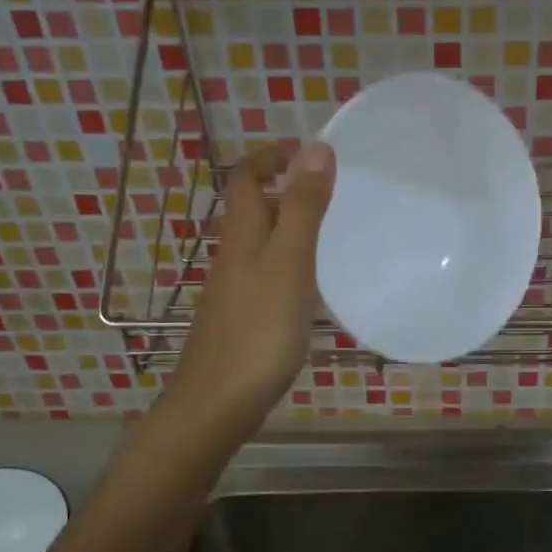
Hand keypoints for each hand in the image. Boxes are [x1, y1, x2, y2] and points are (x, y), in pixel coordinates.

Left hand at [166, 141, 334, 439]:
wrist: (217, 403)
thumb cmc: (258, 330)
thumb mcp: (289, 263)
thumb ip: (304, 208)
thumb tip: (316, 147)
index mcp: (242, 235)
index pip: (247, 178)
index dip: (272, 156)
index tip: (310, 149)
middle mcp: (233, 255)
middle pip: (253, 209)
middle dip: (286, 189)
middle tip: (333, 190)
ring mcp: (235, 290)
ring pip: (261, 243)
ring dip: (290, 226)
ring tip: (334, 231)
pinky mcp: (242, 319)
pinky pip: (267, 274)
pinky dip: (290, 263)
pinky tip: (314, 285)